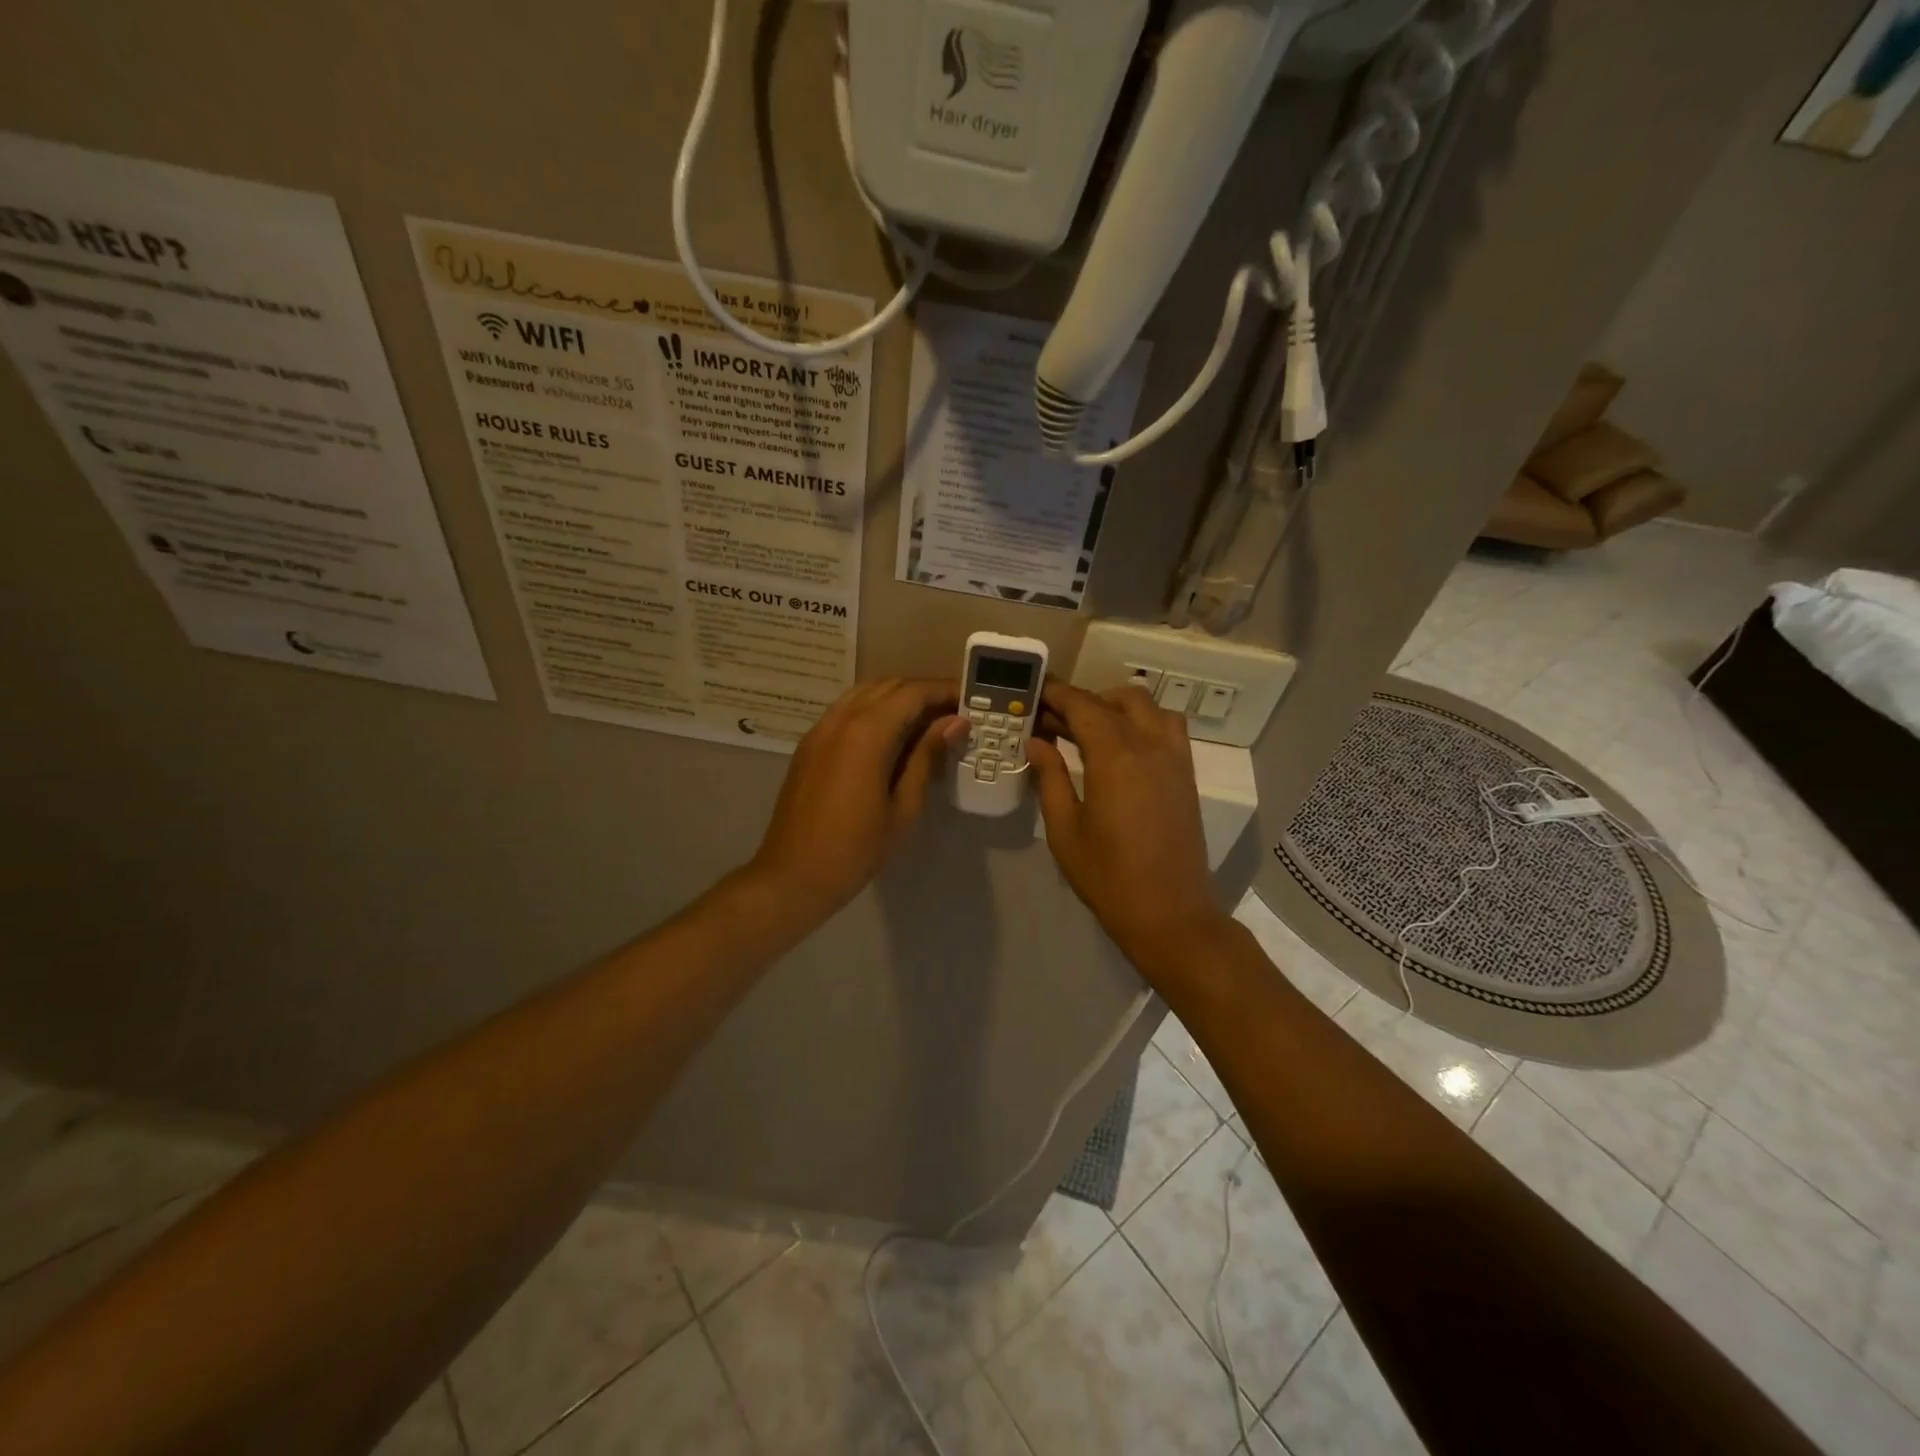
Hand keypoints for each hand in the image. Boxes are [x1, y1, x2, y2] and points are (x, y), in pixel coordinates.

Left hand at [748, 679, 965, 921]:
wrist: (793, 875)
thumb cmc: (856, 849)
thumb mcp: (903, 806)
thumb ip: (927, 756)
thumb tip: (954, 723)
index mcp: (867, 733)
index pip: (912, 693)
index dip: (944, 691)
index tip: (971, 700)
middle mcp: (841, 719)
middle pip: (889, 686)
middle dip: (924, 692)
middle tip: (954, 713)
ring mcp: (821, 729)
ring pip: (865, 693)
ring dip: (898, 698)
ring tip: (927, 722)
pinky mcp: (810, 743)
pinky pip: (847, 709)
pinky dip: (874, 709)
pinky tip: (892, 736)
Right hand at [1027, 683, 1228, 974]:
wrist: (1170, 913)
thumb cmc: (1108, 876)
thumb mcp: (1065, 829)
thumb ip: (1050, 778)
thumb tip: (1036, 741)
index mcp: (1115, 756)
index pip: (1083, 706)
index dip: (1057, 695)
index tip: (1035, 694)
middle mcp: (1150, 746)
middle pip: (1119, 699)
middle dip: (1086, 700)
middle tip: (1056, 719)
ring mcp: (1175, 759)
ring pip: (1150, 708)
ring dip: (1120, 707)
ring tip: (1093, 729)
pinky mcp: (1187, 775)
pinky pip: (1169, 728)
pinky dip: (1145, 722)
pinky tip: (1123, 748)